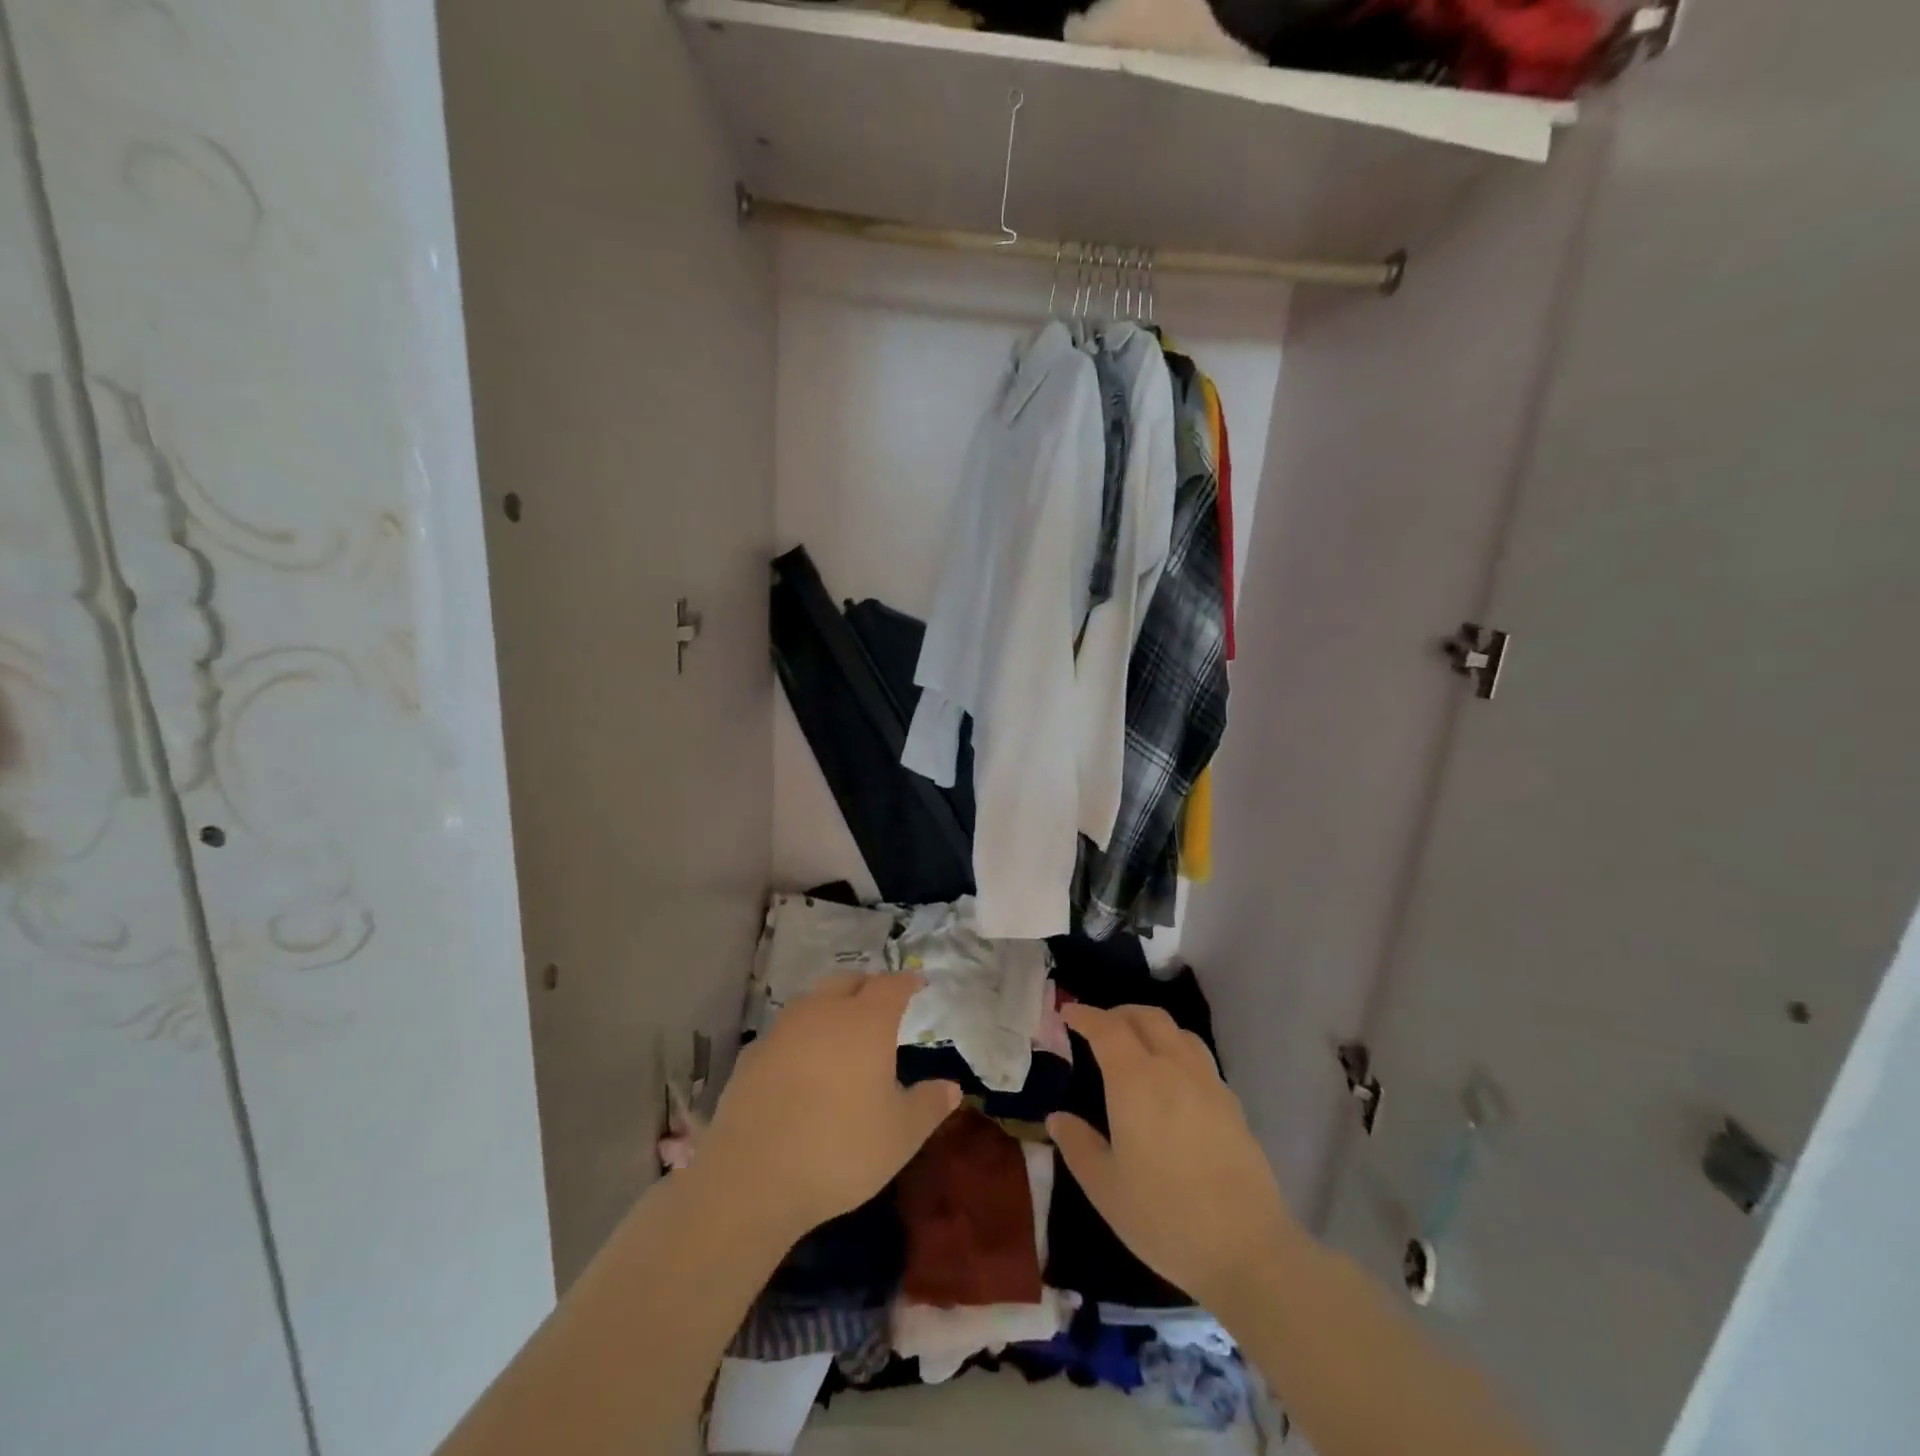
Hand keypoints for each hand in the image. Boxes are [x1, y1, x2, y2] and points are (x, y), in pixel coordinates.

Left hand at [698, 973, 959, 1239]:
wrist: (753, 1176)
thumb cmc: (841, 1150)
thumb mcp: (901, 1135)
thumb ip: (929, 1105)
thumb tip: (952, 1087)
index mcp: (866, 1021)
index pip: (891, 985)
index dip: (906, 982)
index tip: (917, 984)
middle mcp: (824, 1012)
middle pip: (847, 982)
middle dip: (867, 986)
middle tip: (880, 1004)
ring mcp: (783, 1030)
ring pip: (812, 1001)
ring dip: (830, 1006)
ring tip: (841, 1030)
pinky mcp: (752, 1055)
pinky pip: (784, 1032)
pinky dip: (800, 1037)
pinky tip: (801, 1064)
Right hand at [1046, 1004, 1295, 1310]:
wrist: (1247, 1248)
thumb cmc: (1164, 1216)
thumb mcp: (1105, 1187)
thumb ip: (1078, 1146)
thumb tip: (1057, 1118)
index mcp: (1135, 1080)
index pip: (1106, 1028)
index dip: (1084, 1015)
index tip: (1067, 1012)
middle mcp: (1173, 1067)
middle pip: (1146, 1017)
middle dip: (1118, 1013)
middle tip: (1098, 1026)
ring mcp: (1208, 1083)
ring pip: (1178, 1032)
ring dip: (1151, 1026)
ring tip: (1136, 1045)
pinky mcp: (1232, 1103)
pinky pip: (1199, 1057)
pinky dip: (1177, 1050)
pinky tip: (1172, 1080)